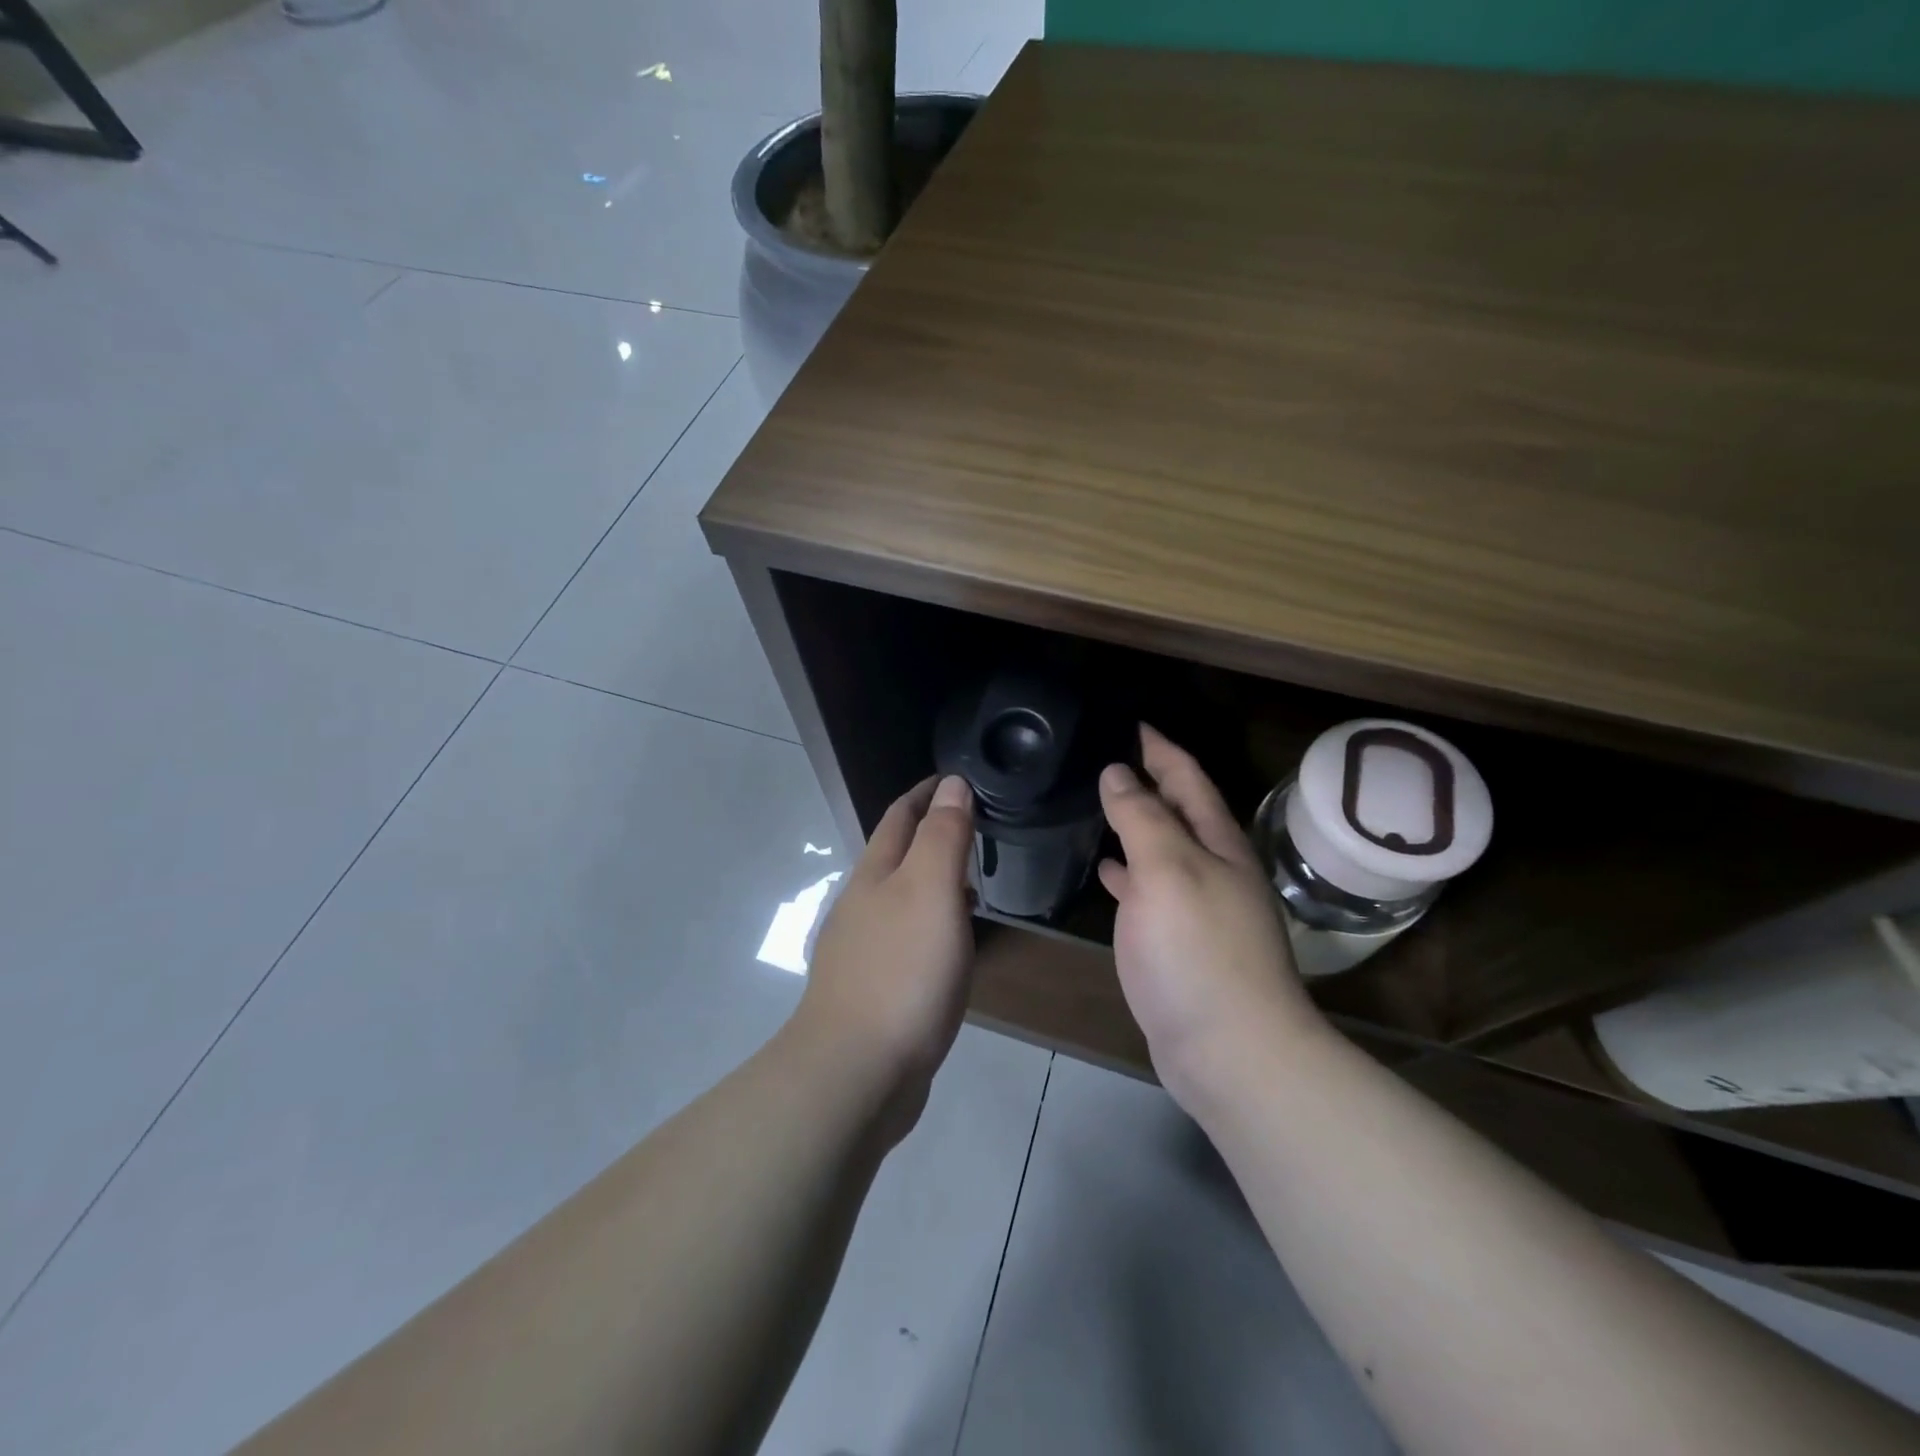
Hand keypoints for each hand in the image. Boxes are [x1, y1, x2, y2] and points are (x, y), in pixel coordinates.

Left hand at [795, 774, 977, 1140]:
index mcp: (874, 875)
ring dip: (929, 881)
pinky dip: (929, 924)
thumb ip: (943, 836)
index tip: (957, 778)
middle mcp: (861, 905)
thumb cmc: (901, 971)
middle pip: (895, 855)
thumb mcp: (931, 891)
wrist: (855, 1072)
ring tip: (967, 880)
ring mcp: (861, 950)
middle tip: (972, 827)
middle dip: (928, 834)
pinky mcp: (871, 990)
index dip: (927, 793)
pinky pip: (905, 939)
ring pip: (900, 899)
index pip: (900, 816)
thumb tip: (952, 784)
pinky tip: (946, 944)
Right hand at [1099, 725, 1324, 1106]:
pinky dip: (1128, 872)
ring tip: (1099, 804)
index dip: (1161, 749)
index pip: (1188, 779)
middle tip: (1108, 758)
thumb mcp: (1167, 869)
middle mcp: (1213, 869)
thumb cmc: (1198, 950)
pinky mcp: (1179, 943)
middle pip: (1179, 812)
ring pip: (1163, 850)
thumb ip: (1142, 817)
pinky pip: (1150, 890)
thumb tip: (1118, 772)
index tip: (1133, 722)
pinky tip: (1106, 871)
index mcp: (1217, 844)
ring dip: (1137, 825)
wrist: (1230, 1050)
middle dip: (1150, 781)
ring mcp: (1197, 908)